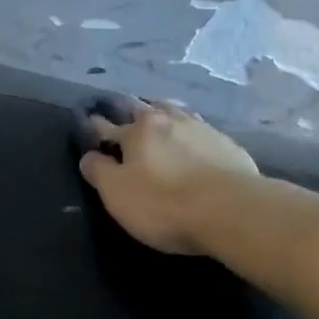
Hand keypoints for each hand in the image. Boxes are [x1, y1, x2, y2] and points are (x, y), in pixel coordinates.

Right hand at [79, 99, 258, 254]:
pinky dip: (189, 129)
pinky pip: (200, 128)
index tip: (88, 119)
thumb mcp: (117, 193)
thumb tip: (89, 156)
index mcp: (137, 132)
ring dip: (162, 111)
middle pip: (143, 109)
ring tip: (157, 111)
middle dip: (128, 109)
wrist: (230, 210)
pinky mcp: (228, 145)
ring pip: (175, 112)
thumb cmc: (163, 204)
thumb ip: (98, 171)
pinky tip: (192, 135)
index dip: (95, 125)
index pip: (107, 126)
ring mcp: (202, 129)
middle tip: (121, 107)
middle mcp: (168, 120)